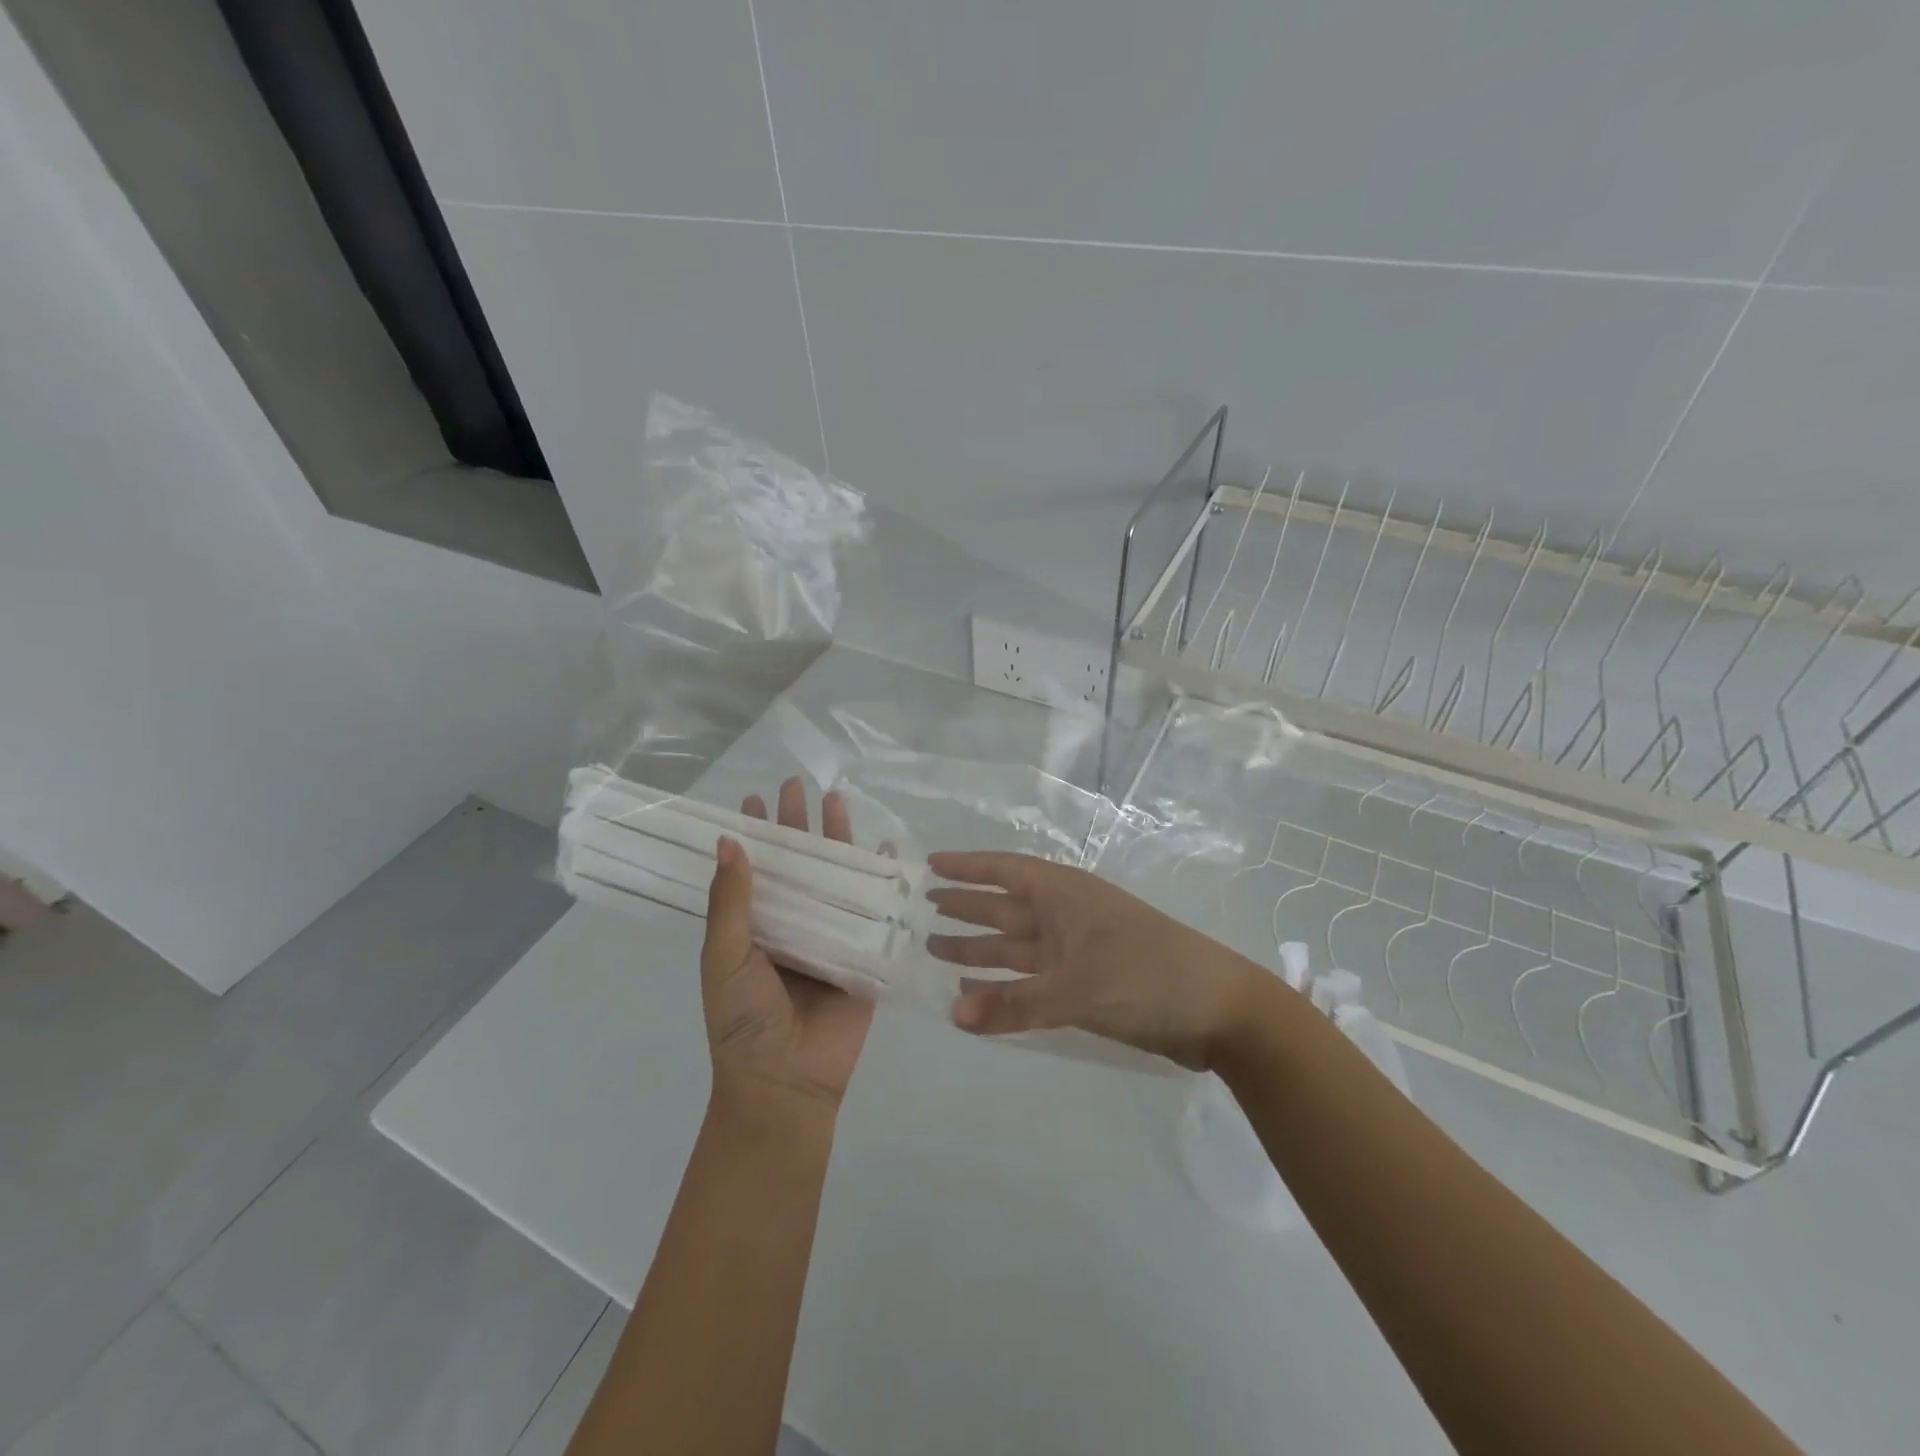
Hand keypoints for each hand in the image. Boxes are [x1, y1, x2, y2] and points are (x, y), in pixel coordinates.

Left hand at [699, 779, 874, 1123]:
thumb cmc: (743, 1020)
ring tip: (838, 800)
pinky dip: (881, 879)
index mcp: (755, 927)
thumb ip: (731, 902)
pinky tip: (887, 848)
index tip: (753, 799)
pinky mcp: (863, 953)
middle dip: (797, 826)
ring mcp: (829, 937)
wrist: (786, 1081)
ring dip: (837, 841)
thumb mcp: (726, 957)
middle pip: (797, 865)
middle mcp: (792, 925)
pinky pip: (873, 909)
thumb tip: (729, 841)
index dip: (755, 834)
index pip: (755, 870)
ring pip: (835, 878)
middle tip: (796, 784)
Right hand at [925, 852, 1263, 1070]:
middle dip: (966, 907)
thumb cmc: (1148, 976)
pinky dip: (1004, 986)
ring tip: (935, 948)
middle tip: (922, 907)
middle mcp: (1067, 916)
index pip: (1005, 871)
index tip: (930, 864)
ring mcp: (1078, 951)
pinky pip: (1032, 980)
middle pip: (1005, 907)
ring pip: (1016, 946)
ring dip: (978, 948)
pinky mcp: (1088, 983)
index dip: (967, 867)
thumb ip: (1015, 1004)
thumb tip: (952, 1015)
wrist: (1220, 1011)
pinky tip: (977, 993)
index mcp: (1066, 896)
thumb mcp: (1078, 988)